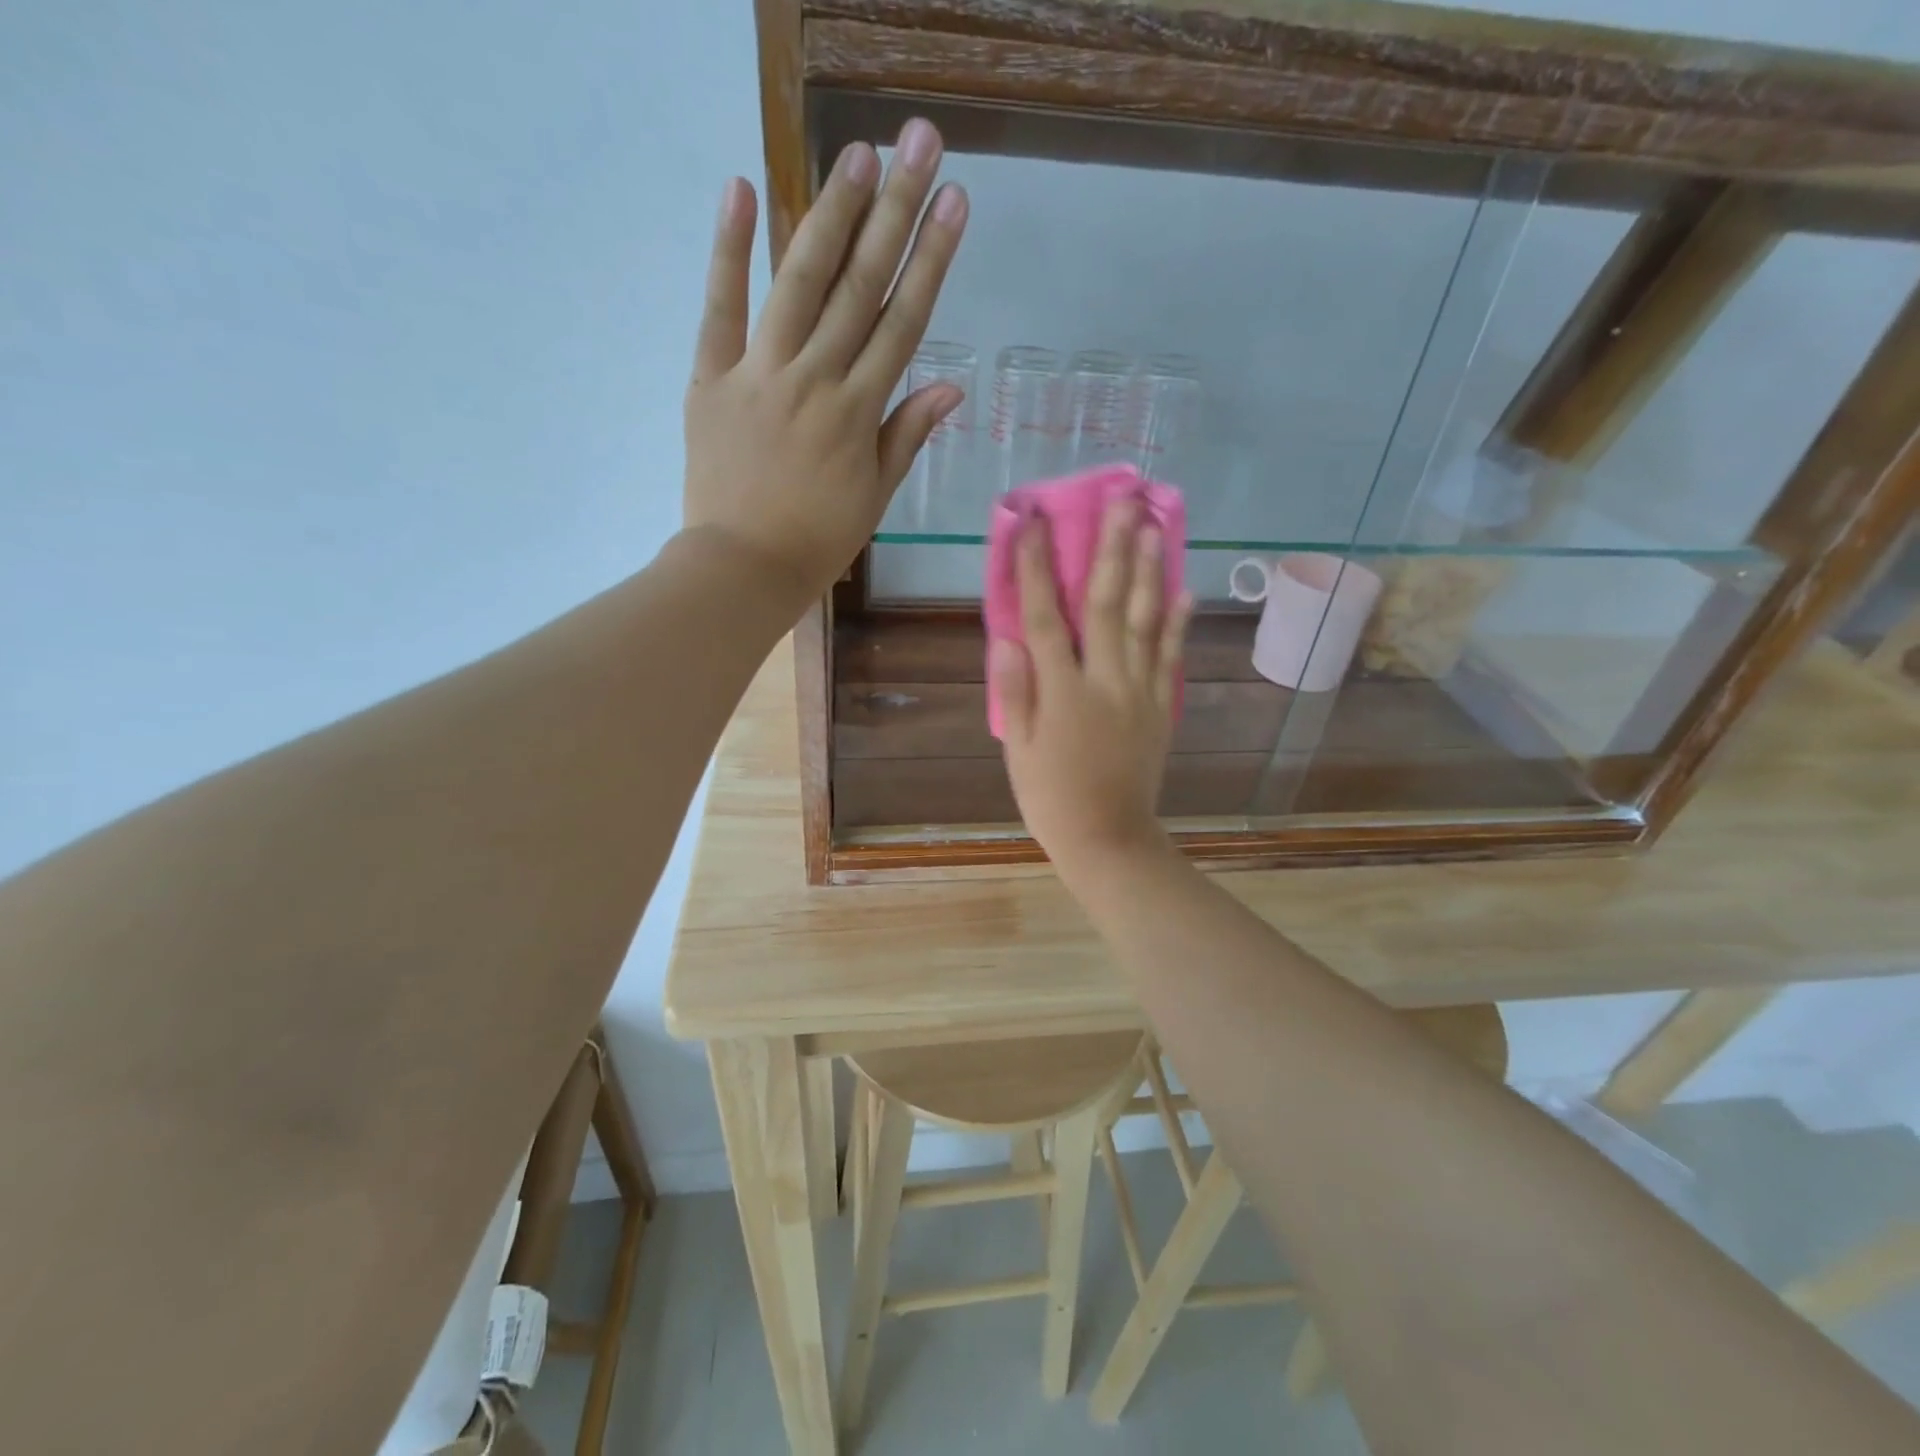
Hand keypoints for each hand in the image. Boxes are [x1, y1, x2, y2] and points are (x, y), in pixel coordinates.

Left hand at [682, 119, 968, 605]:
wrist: (743, 567)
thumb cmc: (817, 541)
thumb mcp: (875, 497)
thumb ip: (906, 436)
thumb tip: (949, 388)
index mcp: (858, 412)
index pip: (903, 323)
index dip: (931, 261)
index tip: (955, 204)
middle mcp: (814, 379)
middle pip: (860, 287)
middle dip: (895, 213)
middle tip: (920, 145)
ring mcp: (759, 373)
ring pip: (799, 282)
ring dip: (830, 214)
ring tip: (858, 155)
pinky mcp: (711, 377)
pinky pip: (719, 307)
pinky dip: (728, 249)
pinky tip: (740, 188)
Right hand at [991, 497, 1193, 873]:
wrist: (1109, 839)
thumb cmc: (1052, 798)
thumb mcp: (1019, 751)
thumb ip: (1015, 693)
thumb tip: (1006, 639)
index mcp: (1062, 692)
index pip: (1045, 619)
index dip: (1038, 569)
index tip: (1034, 523)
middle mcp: (1105, 681)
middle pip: (1108, 605)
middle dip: (1112, 549)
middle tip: (1122, 500)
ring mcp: (1140, 691)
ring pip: (1146, 621)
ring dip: (1150, 571)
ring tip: (1154, 526)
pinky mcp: (1160, 707)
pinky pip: (1171, 656)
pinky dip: (1177, 622)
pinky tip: (1183, 589)